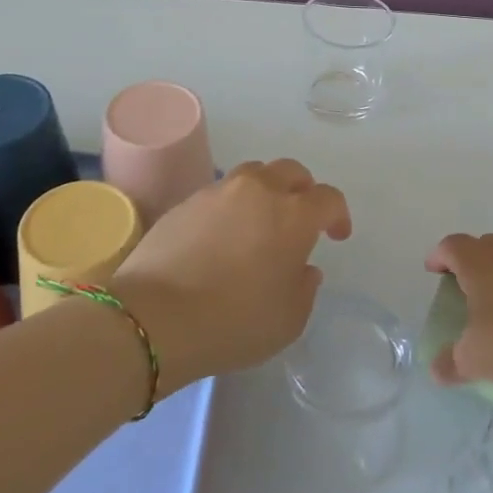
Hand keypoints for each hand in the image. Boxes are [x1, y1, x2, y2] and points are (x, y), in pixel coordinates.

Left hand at [112, 158, 350, 390]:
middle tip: (301, 217)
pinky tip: (222, 236)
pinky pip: (219, 194)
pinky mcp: (185, 202)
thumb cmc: (234, 321)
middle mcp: (259, 190)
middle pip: (291, 171)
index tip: (336, 236)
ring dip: (266, 191)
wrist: (154, 318)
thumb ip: (305, 288)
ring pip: (253, 175)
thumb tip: (303, 268)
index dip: (338, 215)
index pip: (328, 198)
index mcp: (294, 214)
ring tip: (260, 221)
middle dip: (303, 190)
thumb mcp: (288, 320)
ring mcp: (218, 192)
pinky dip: (231, 206)